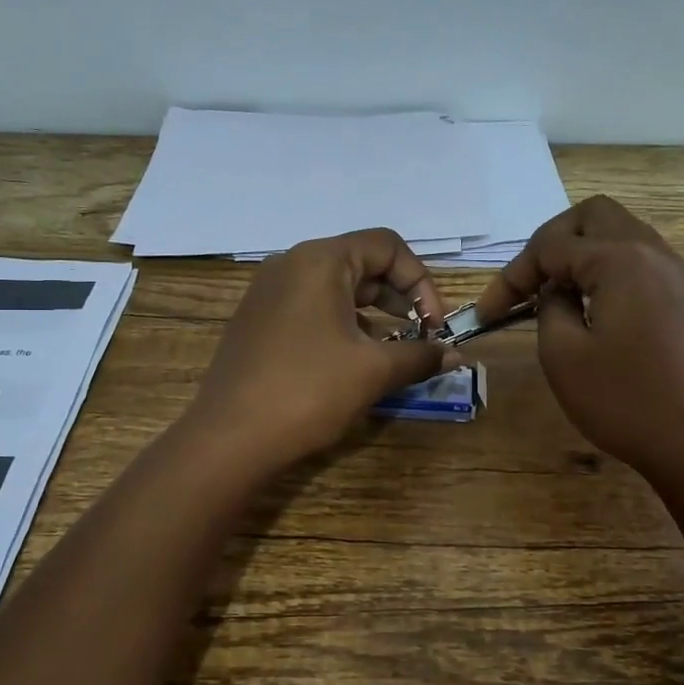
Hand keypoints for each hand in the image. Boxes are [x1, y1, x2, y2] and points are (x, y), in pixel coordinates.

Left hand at [188, 228, 452, 468]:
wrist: (229, 438)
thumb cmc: (308, 392)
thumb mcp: (373, 372)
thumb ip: (419, 355)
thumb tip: (454, 355)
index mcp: (320, 261)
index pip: (387, 246)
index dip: (421, 282)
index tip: (434, 326)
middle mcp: (290, 264)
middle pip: (361, 262)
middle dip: (398, 297)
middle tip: (419, 335)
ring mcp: (268, 292)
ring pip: (335, 287)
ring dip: (372, 313)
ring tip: (391, 351)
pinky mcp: (257, 321)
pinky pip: (310, 308)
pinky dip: (341, 324)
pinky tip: (351, 361)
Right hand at [474, 196, 683, 477]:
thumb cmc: (622, 399)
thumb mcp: (563, 354)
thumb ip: (549, 307)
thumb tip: (555, 291)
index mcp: (620, 260)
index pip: (550, 246)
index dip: (511, 277)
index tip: (486, 314)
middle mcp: (651, 252)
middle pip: (592, 216)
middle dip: (551, 241)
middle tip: (529, 282)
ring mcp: (673, 272)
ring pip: (618, 232)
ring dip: (580, 252)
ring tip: (554, 292)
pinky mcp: (682, 296)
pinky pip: (637, 258)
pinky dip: (605, 268)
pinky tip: (590, 305)